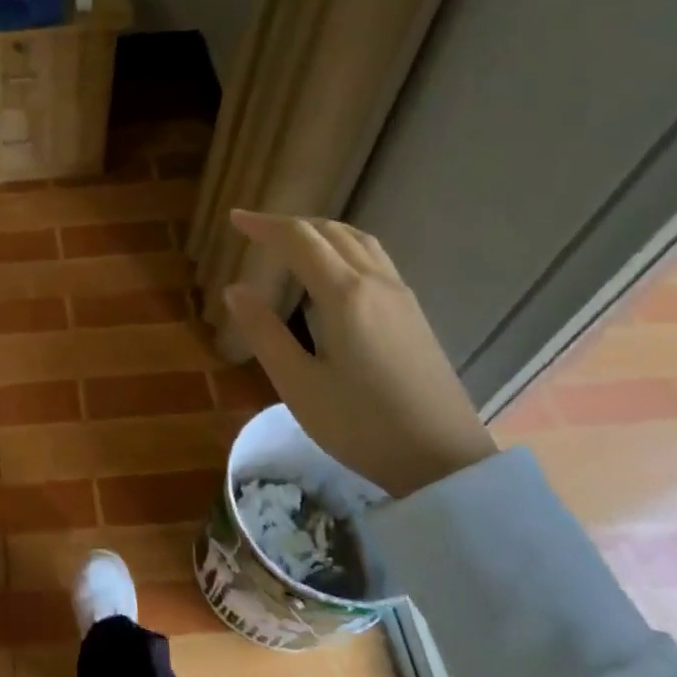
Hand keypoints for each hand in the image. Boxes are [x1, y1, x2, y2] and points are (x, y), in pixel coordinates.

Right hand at [223, 212, 495, 498]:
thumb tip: (235, 289)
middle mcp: (375, 283)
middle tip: (254, 230)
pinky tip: (332, 269)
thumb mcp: (298, 384)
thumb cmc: (360, 424)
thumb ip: (264, 332)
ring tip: (290, 241)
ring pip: (358, 241)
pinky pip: (374, 258)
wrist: (442, 459)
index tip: (233, 218)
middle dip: (289, 224)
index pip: (299, 240)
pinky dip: (342, 246)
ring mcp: (400, 295)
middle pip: (330, 232)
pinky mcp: (412, 312)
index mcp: (344, 295)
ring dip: (319, 231)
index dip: (264, 225)